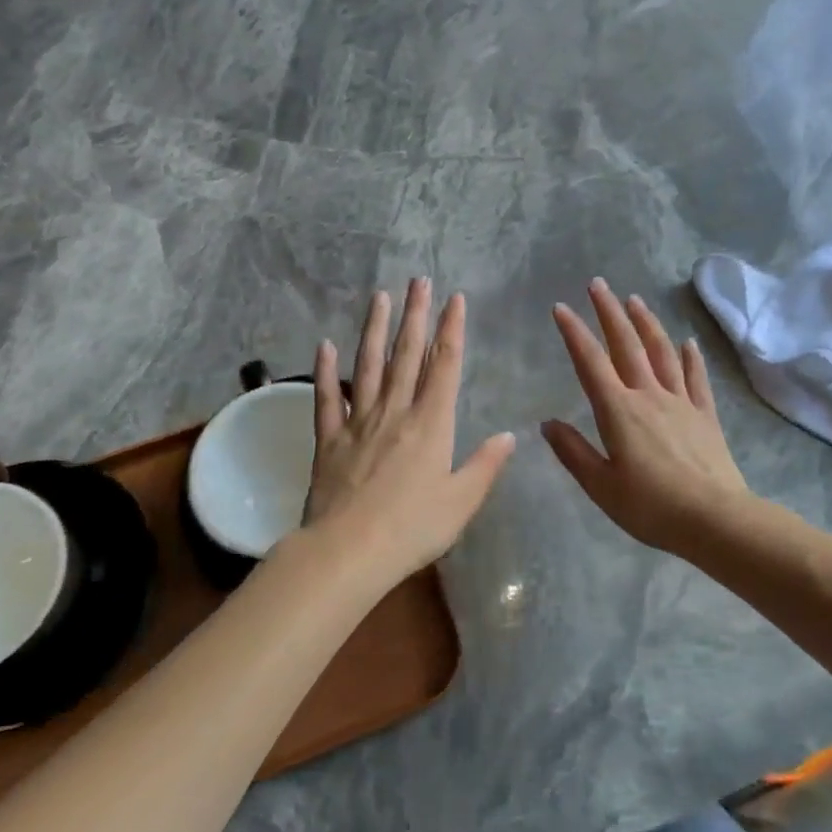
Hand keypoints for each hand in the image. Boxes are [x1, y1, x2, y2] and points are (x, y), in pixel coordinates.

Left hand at [302, 279, 516, 587]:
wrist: (348, 551)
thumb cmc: (413, 529)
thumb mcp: (461, 502)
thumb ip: (485, 465)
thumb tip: (508, 435)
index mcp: (431, 424)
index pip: (444, 365)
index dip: (451, 329)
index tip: (454, 299)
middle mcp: (395, 412)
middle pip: (407, 354)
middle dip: (415, 315)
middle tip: (418, 280)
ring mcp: (358, 422)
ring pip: (368, 365)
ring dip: (375, 329)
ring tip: (380, 297)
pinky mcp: (329, 439)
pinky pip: (327, 397)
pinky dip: (325, 370)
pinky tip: (323, 345)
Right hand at [543, 280, 749, 556]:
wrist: (715, 519)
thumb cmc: (651, 507)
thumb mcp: (601, 486)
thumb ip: (573, 452)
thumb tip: (547, 424)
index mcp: (618, 411)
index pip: (590, 362)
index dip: (574, 333)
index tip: (561, 307)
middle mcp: (649, 395)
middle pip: (627, 345)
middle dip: (609, 312)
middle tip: (598, 284)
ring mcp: (681, 402)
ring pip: (662, 352)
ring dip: (647, 323)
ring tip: (635, 300)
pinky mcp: (705, 415)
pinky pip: (696, 378)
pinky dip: (691, 357)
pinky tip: (689, 342)